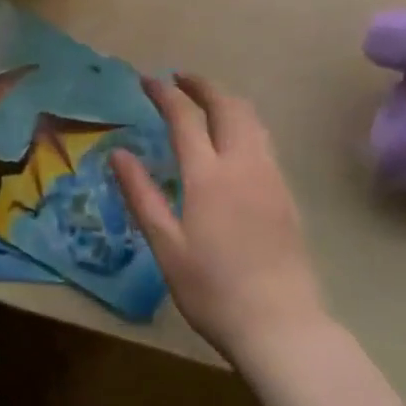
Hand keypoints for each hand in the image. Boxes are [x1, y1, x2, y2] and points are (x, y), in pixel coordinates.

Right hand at [111, 75, 327, 362]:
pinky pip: (264, 141)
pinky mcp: (286, 195)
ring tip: (204, 100)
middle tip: (179, 79)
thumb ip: (142, 194)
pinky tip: (231, 139)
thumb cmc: (212, 289)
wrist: (281, 326)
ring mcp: (271, 179)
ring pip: (253, 121)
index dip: (165, 94)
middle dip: (202, 86)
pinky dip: (243, 123)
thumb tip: (119, 154)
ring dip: (227, 101)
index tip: (147, 80)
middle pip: (228, 107)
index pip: (185, 118)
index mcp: (209, 176)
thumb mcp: (165, 244)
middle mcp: (244, 166)